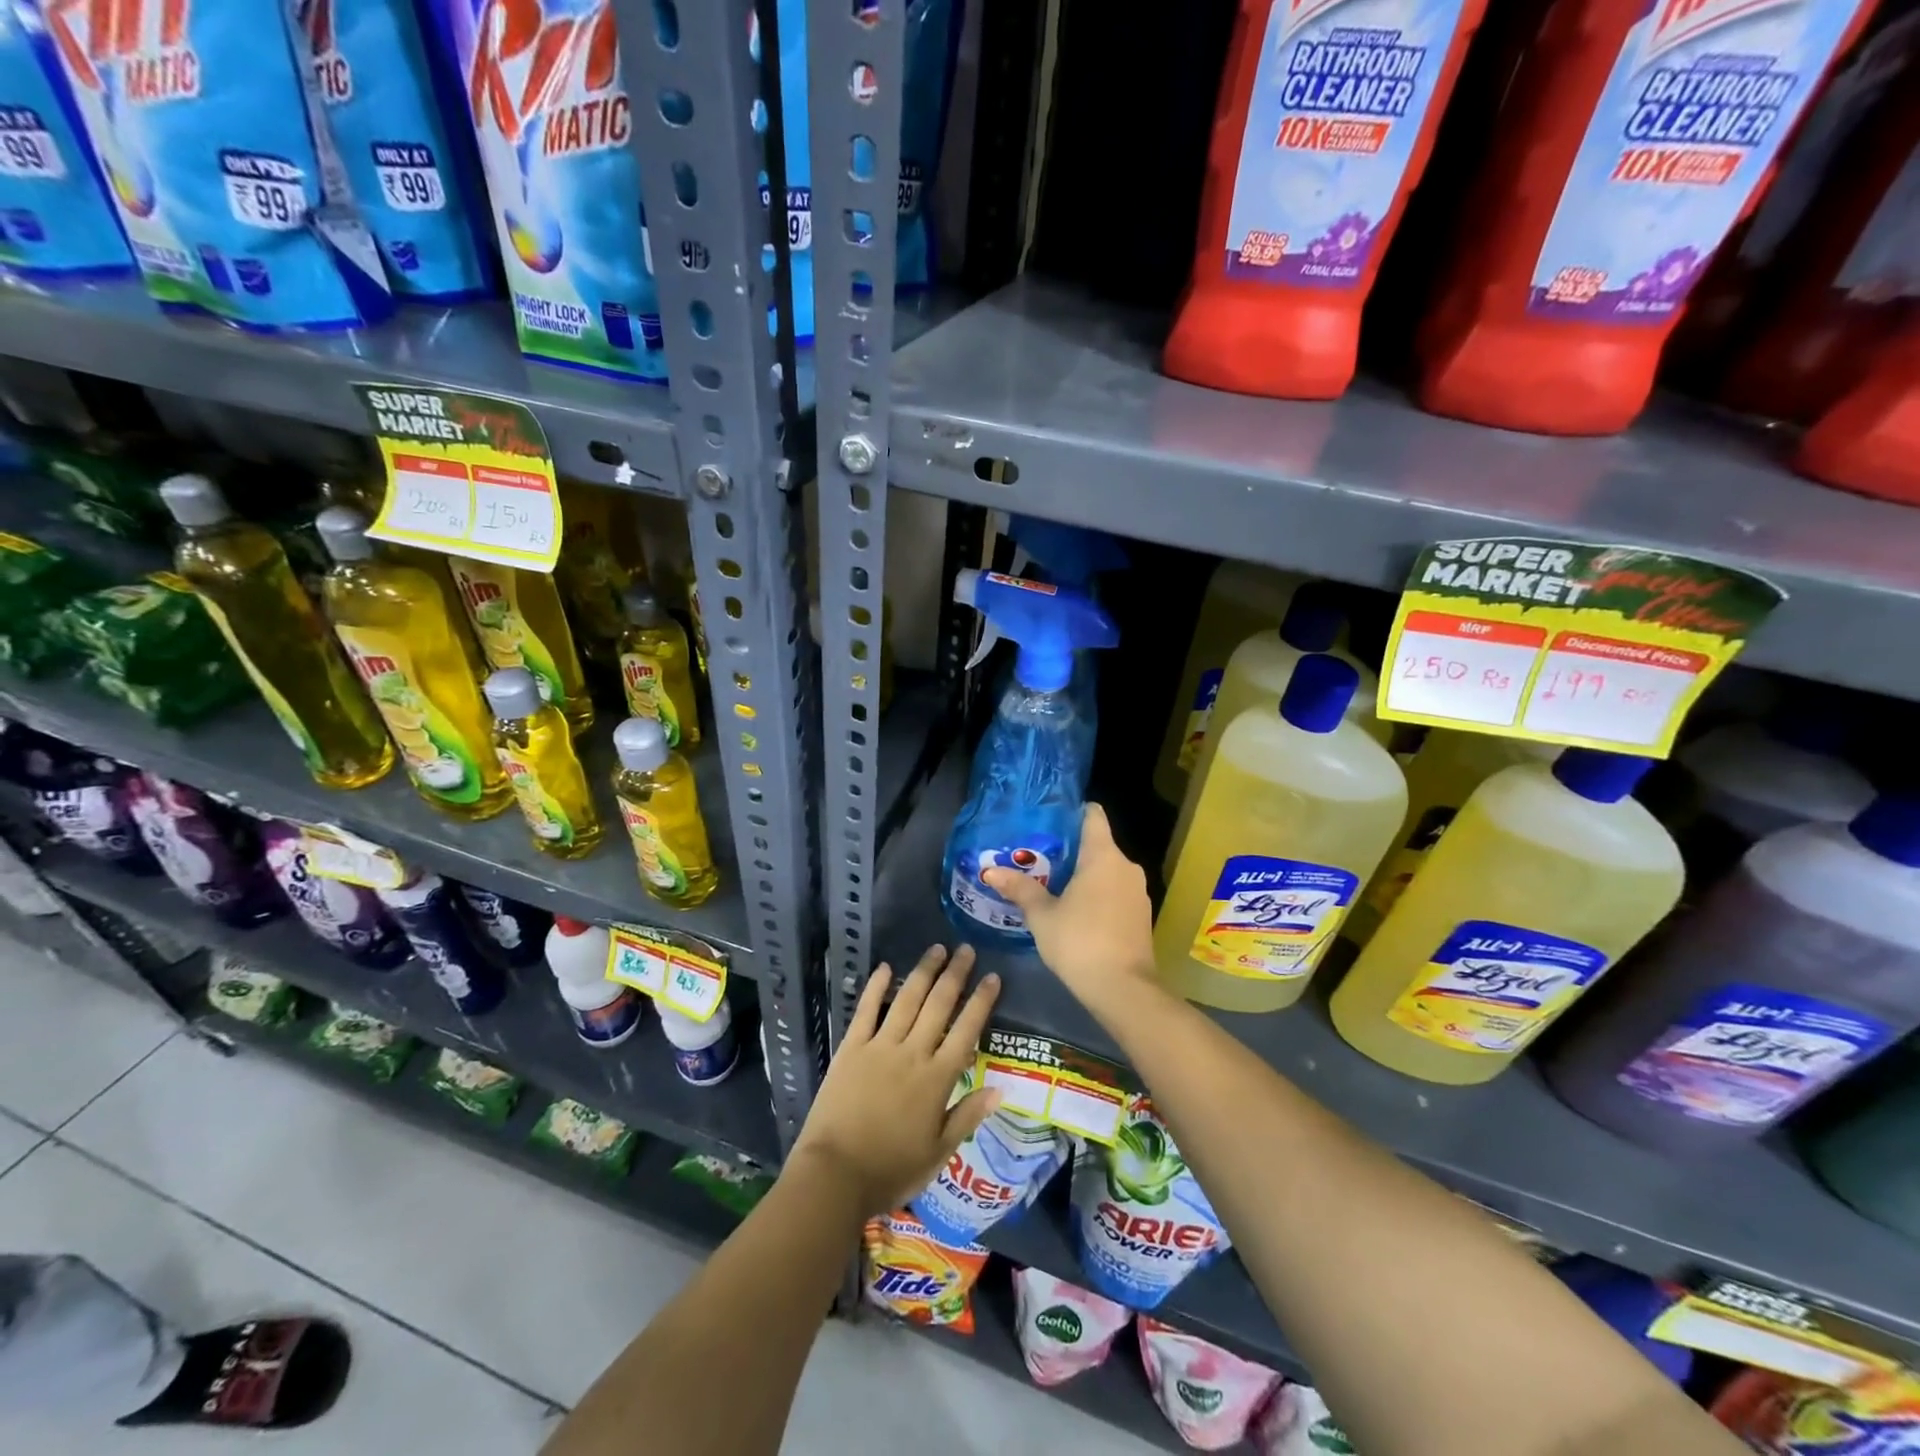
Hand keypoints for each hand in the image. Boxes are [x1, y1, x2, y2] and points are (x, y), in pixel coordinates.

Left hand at [790, 944, 1001, 1216]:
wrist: (835, 1176)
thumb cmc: (891, 1170)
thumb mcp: (938, 1152)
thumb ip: (968, 1116)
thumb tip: (1000, 1088)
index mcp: (937, 1079)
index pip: (966, 1031)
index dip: (981, 1002)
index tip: (993, 977)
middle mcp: (912, 1053)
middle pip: (939, 1005)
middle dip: (955, 975)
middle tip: (966, 949)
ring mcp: (880, 1047)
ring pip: (907, 1000)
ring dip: (923, 972)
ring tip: (936, 949)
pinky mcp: (851, 1048)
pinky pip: (866, 1011)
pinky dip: (876, 987)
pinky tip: (885, 967)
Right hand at [982, 803, 1155, 1008]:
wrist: (1124, 989)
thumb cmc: (1079, 941)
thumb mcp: (1042, 915)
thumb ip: (1020, 889)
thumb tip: (990, 871)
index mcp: (1103, 856)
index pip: (1093, 815)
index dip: (1073, 812)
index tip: (1050, 820)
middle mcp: (1126, 866)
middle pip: (1098, 844)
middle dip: (1071, 849)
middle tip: (1038, 857)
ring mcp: (1137, 891)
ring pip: (1108, 870)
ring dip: (1084, 874)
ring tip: (1052, 883)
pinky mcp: (1141, 914)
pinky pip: (1116, 891)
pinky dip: (1098, 893)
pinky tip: (1076, 909)